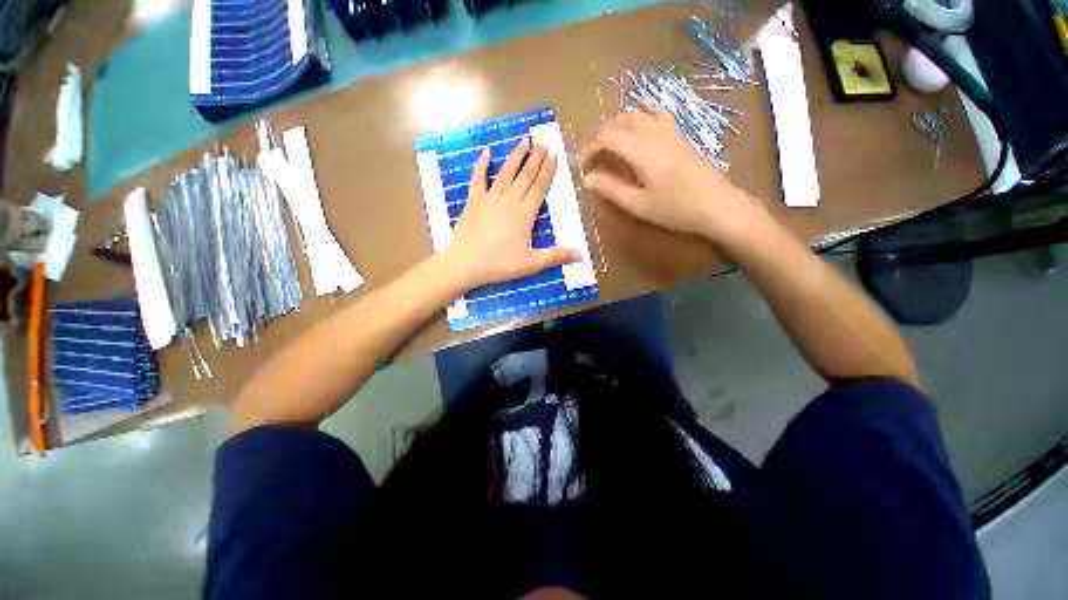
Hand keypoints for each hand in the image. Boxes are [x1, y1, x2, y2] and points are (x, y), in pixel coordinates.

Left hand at [443, 140, 579, 289]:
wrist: (466, 263)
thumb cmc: (500, 264)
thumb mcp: (532, 263)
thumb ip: (557, 256)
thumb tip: (583, 255)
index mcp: (525, 214)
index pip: (539, 187)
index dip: (547, 170)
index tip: (553, 153)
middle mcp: (509, 201)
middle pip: (525, 176)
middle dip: (535, 158)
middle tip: (542, 141)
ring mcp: (490, 198)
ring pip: (506, 173)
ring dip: (516, 157)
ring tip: (524, 141)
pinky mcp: (474, 201)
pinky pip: (478, 178)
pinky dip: (482, 164)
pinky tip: (486, 152)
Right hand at [581, 110, 761, 239]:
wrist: (717, 206)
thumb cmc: (675, 209)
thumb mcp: (638, 204)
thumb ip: (610, 189)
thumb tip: (586, 179)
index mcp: (642, 151)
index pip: (608, 138)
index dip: (590, 148)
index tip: (581, 164)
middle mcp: (654, 134)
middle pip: (621, 120)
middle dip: (602, 133)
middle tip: (593, 154)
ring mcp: (670, 131)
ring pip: (639, 113)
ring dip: (619, 123)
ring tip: (610, 141)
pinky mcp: (680, 136)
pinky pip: (657, 114)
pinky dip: (641, 115)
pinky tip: (639, 126)